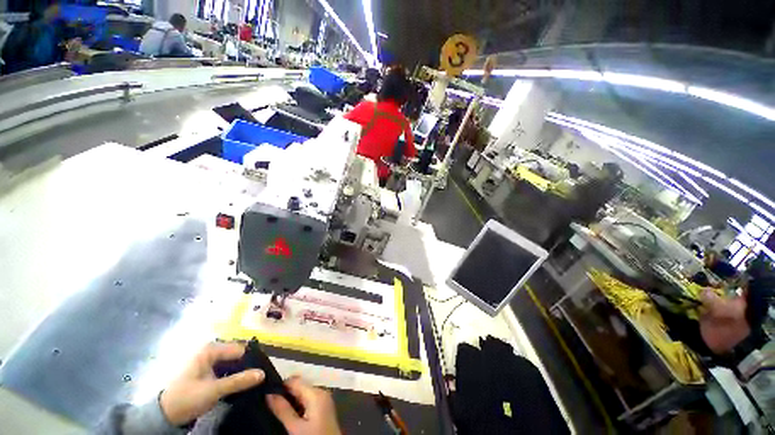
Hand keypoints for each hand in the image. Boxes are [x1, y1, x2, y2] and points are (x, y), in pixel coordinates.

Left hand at [160, 342, 264, 425]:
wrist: (165, 414)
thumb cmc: (187, 398)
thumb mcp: (213, 391)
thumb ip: (238, 381)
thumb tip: (263, 373)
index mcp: (210, 350)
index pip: (240, 350)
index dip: (252, 359)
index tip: (263, 370)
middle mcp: (211, 351)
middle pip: (237, 354)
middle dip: (247, 364)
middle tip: (258, 377)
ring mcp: (209, 360)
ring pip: (233, 362)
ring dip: (241, 370)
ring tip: (252, 381)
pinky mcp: (208, 370)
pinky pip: (227, 368)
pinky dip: (234, 374)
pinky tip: (240, 383)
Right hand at [267, 377, 340, 434]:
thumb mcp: (295, 427)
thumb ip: (282, 410)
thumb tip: (269, 394)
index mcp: (316, 393)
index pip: (295, 381)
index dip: (281, 385)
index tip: (267, 392)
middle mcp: (322, 391)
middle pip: (300, 386)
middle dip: (286, 393)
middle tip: (270, 403)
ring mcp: (324, 399)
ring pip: (304, 393)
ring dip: (292, 400)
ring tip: (277, 408)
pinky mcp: (324, 408)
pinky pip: (309, 400)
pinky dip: (299, 405)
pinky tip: (289, 414)